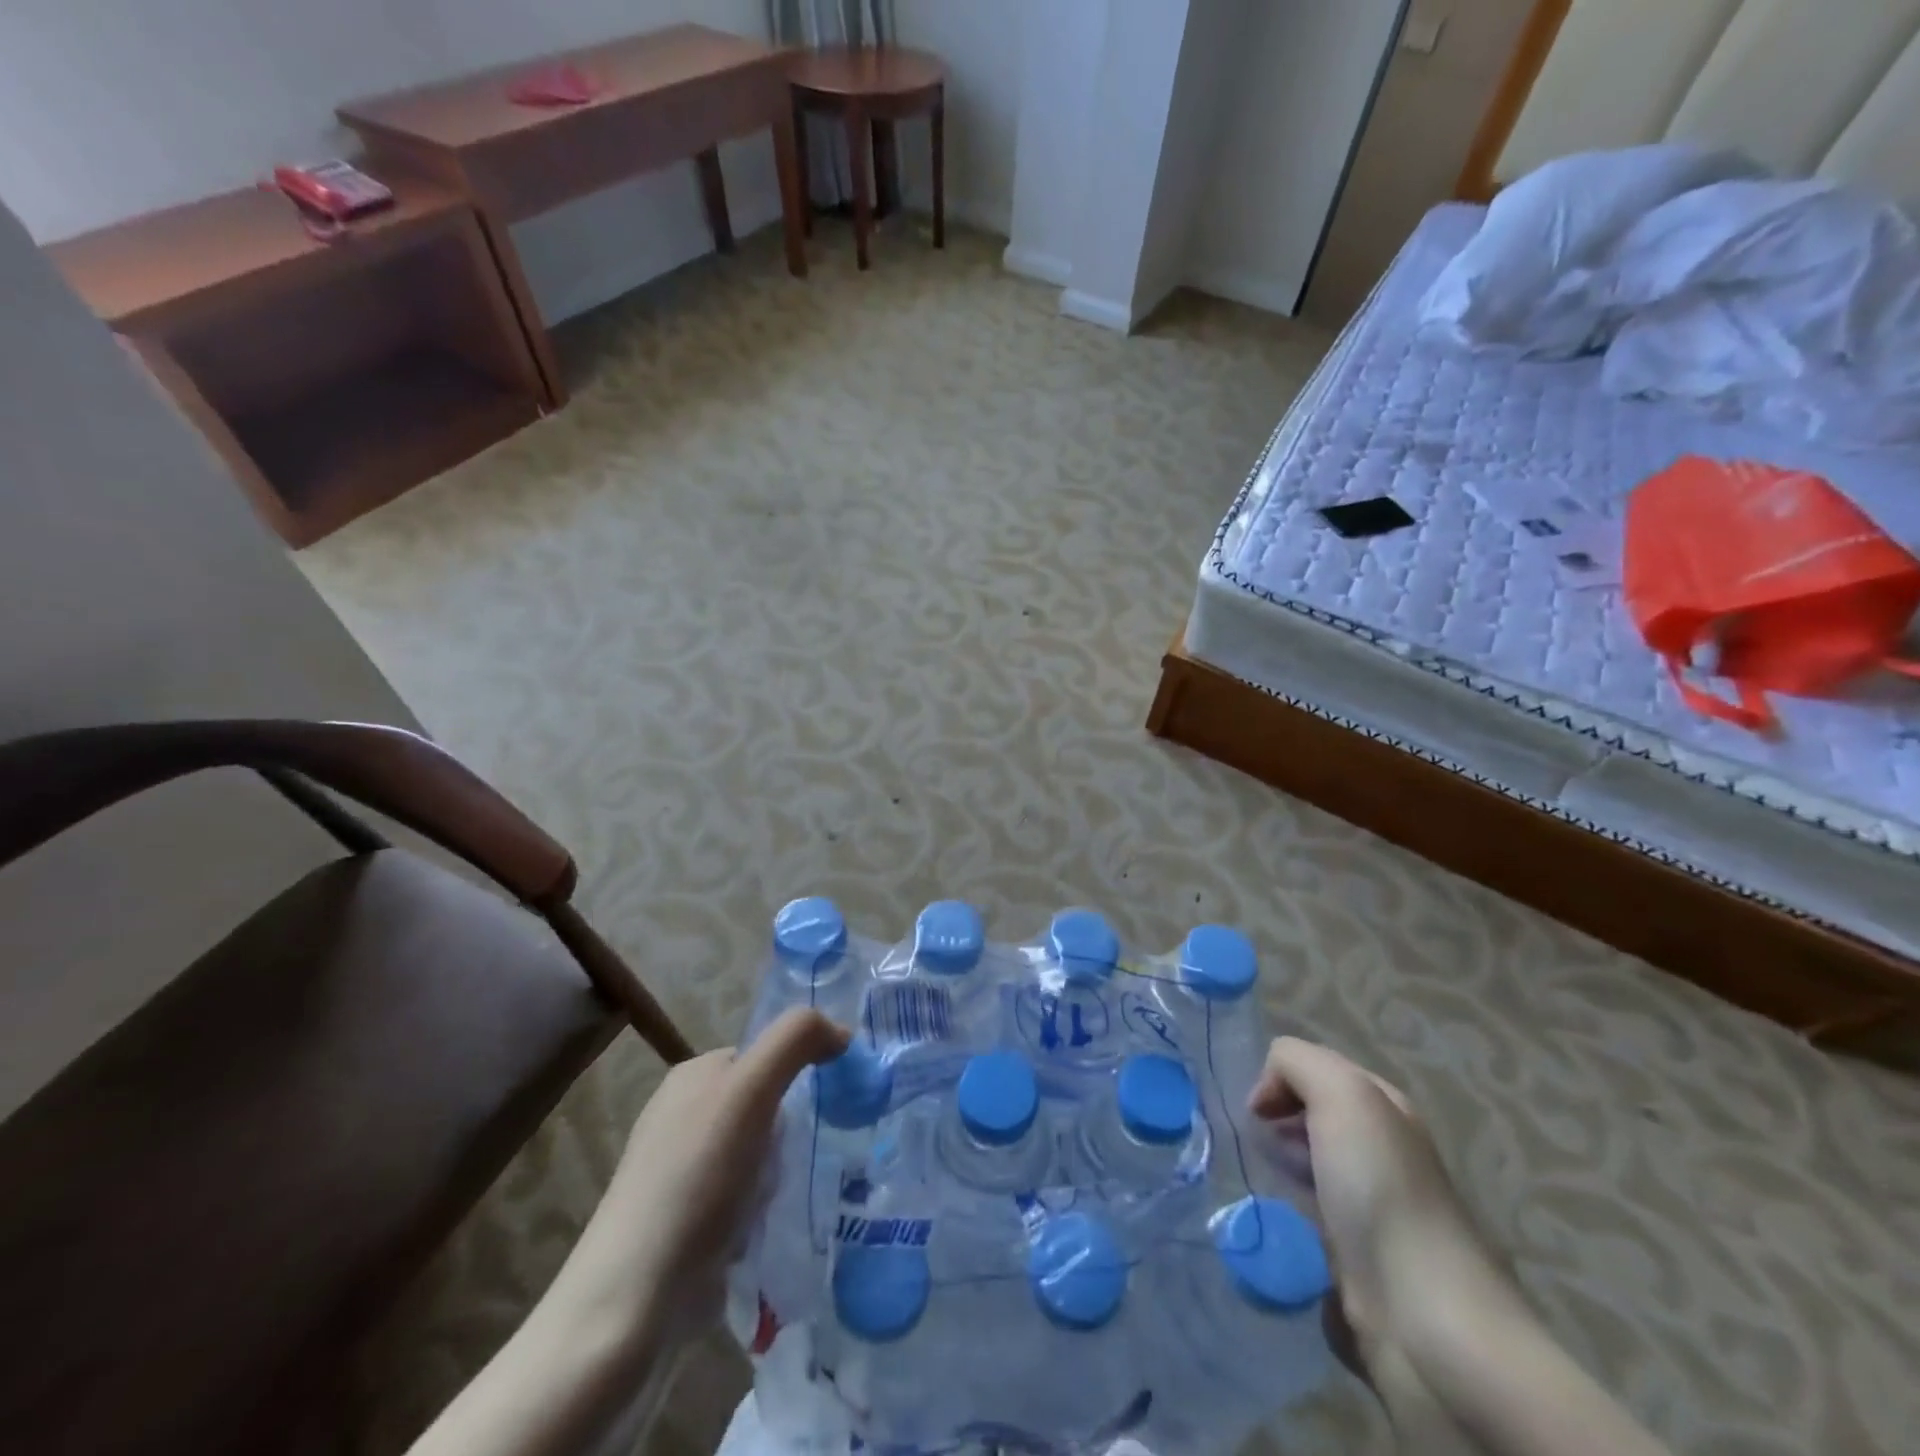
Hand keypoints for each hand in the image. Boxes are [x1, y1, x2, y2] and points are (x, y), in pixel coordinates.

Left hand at [553, 1008, 849, 1348]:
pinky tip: (768, 1230)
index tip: (822, 1109)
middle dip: (790, 1134)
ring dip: (780, 1176)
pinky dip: (764, 1210)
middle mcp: (684, 1114)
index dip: (799, 1076)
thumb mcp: (750, 1089)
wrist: (635, 1297)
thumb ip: (796, 1040)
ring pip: (761, 1154)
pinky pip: (746, 1197)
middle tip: (800, 1161)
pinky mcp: (688, 1221)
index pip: (767, 1055)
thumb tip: (841, 1032)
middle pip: (767, 1106)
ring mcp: (683, 1170)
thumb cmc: (695, 1179)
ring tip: (785, 1199)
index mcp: (694, 1074)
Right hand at [1248, 1038, 1520, 1384]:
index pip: (1317, 1070)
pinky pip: (1308, 1223)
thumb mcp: (1342, 1094)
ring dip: (1279, 1172)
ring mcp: (1372, 1210)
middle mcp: (1382, 1152)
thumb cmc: (1382, 1191)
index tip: (1259, 1113)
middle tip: (1259, 1147)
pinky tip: (1280, 1230)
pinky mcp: (1359, 1263)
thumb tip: (1267, 1095)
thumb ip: (1298, 1062)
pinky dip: (1288, 1221)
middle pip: (1310, 1118)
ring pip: (1307, 1169)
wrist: (1426, 1319)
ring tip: (1263, 1187)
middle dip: (1276, 1125)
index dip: (1281, 1080)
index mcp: (1385, 1109)